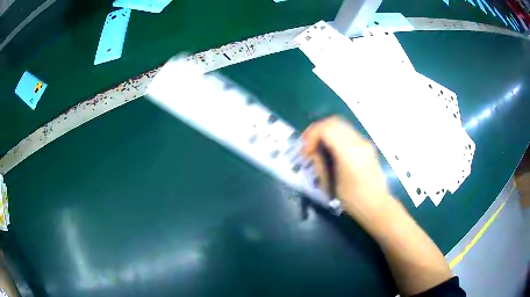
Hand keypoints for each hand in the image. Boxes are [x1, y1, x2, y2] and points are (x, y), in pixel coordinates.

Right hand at [302, 116, 392, 223]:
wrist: (378, 206)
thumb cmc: (354, 200)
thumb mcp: (333, 183)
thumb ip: (322, 164)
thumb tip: (314, 153)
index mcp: (349, 152)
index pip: (327, 129)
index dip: (311, 135)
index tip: (306, 151)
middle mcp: (358, 142)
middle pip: (334, 122)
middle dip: (317, 130)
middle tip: (309, 145)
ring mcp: (364, 143)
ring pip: (341, 125)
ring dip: (327, 132)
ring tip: (319, 148)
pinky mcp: (367, 147)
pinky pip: (348, 133)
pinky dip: (336, 136)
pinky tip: (332, 151)